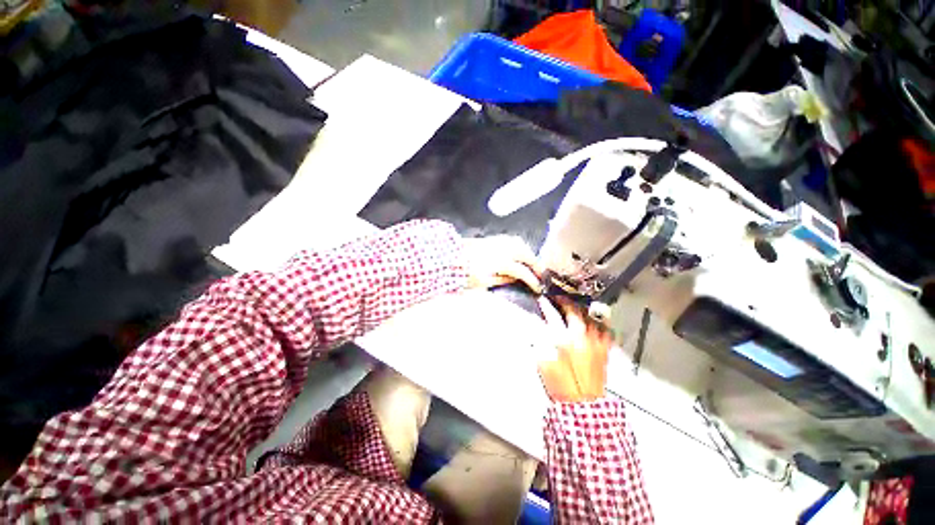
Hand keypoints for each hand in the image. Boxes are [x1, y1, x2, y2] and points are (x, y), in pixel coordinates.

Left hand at [463, 235, 542, 291]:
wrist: (451, 256)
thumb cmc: (465, 273)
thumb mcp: (483, 282)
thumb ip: (502, 279)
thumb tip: (515, 278)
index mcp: (501, 262)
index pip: (523, 272)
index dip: (532, 280)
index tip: (538, 288)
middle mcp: (503, 249)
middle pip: (526, 254)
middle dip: (536, 265)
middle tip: (541, 274)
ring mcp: (498, 242)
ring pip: (521, 245)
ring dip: (529, 254)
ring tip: (532, 263)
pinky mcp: (493, 239)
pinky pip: (512, 240)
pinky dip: (520, 247)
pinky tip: (520, 252)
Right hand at [536, 297, 610, 402]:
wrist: (583, 404)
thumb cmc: (562, 385)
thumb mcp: (544, 362)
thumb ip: (541, 342)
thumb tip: (538, 328)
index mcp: (568, 341)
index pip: (555, 317)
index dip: (548, 306)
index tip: (543, 299)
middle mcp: (585, 338)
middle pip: (576, 312)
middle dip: (566, 303)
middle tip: (558, 299)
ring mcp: (597, 344)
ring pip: (592, 318)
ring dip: (582, 310)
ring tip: (575, 308)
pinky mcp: (604, 351)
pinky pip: (605, 331)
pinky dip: (599, 324)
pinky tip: (593, 324)